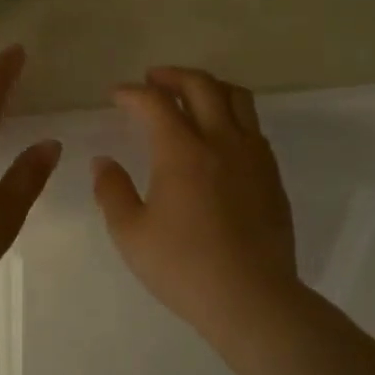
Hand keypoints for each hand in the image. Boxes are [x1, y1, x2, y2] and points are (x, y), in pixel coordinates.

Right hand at [92, 67, 301, 341]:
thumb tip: (102, 162)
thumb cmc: (183, 267)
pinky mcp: (272, 174)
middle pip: (201, 86)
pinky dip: (230, 114)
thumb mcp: (130, 233)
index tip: (116, 95)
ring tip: (190, 95)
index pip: (154, 103)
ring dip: (208, 87)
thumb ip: (112, 191)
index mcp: (182, 152)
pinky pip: (252, 126)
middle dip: (172, 76)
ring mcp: (253, 156)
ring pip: (236, 98)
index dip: (132, 93)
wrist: (251, 298)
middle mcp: (221, 141)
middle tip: (152, 80)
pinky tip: (218, 136)